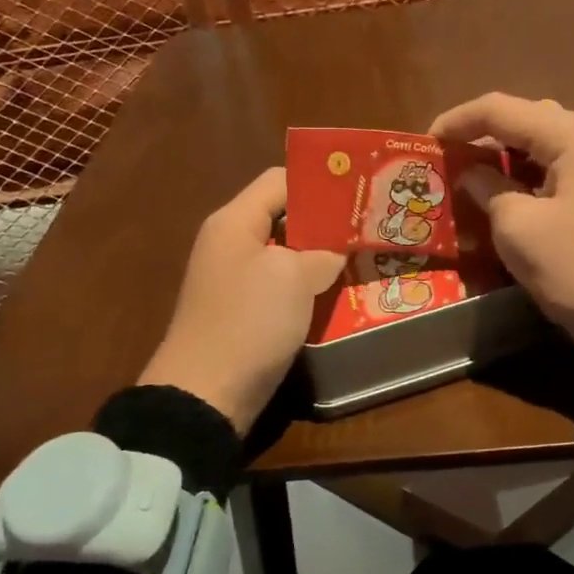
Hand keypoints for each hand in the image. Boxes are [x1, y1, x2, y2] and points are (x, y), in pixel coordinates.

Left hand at [137, 167, 345, 434]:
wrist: (206, 394)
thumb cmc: (249, 321)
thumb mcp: (293, 277)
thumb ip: (321, 253)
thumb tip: (335, 251)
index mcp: (234, 221)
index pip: (279, 180)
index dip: (319, 181)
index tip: (360, 190)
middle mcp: (230, 243)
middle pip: (283, 216)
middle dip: (325, 221)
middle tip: (368, 226)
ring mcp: (235, 280)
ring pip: (285, 254)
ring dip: (319, 257)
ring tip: (361, 257)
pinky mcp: (243, 312)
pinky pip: (280, 286)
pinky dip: (306, 286)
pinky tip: (337, 293)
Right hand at [430, 92, 573, 359]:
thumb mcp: (518, 228)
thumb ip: (487, 188)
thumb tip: (470, 173)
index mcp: (572, 135)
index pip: (500, 109)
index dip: (457, 121)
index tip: (424, 143)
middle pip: (523, 118)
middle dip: (480, 134)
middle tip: (445, 159)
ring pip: (538, 141)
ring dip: (501, 154)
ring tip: (467, 176)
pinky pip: (554, 165)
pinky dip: (522, 173)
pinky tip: (501, 193)